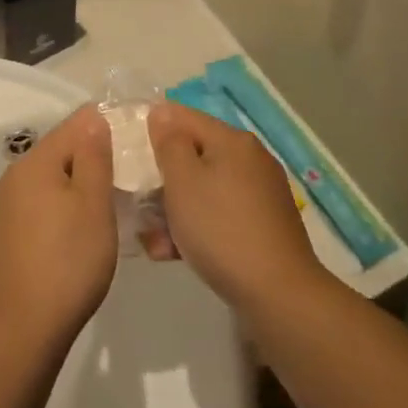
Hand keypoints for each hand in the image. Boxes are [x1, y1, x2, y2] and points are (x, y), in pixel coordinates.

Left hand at [0, 107, 117, 349]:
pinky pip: (29, 209)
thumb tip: (92, 120)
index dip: (100, 127)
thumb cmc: (68, 262)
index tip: (127, 139)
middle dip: (85, 161)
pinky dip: (51, 212)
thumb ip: (94, 157)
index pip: (72, 127)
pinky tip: (66, 237)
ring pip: (41, 184)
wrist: (20, 329)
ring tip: (96, 211)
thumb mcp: (94, 205)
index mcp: (33, 164)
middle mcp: (9, 178)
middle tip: (118, 181)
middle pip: (54, 155)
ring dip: (67, 188)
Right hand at [147, 103, 322, 314]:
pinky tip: (174, 254)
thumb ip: (168, 143)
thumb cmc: (221, 229)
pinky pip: (220, 214)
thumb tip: (162, 113)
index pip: (182, 116)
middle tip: (138, 206)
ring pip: (204, 189)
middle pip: (193, 156)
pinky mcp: (263, 225)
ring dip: (175, 210)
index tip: (128, 156)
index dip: (152, 130)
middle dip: (163, 180)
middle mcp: (250, 159)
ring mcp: (260, 193)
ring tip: (153, 242)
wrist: (279, 294)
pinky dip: (197, 228)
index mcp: (232, 140)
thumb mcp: (183, 181)